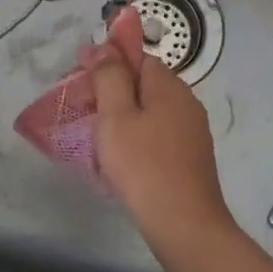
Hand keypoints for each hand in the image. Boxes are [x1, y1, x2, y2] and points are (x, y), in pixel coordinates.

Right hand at [89, 43, 237, 256]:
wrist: (184, 224)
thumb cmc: (143, 166)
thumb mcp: (116, 116)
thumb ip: (109, 77)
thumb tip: (104, 46)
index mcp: (169, 85)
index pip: (138, 57)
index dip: (108, 62)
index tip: (80, 77)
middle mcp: (186, 101)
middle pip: (144, 83)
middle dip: (113, 90)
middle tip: (82, 109)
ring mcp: (192, 131)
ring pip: (151, 111)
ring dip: (124, 116)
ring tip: (96, 135)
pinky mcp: (191, 157)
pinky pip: (158, 134)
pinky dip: (138, 137)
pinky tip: (122, 157)